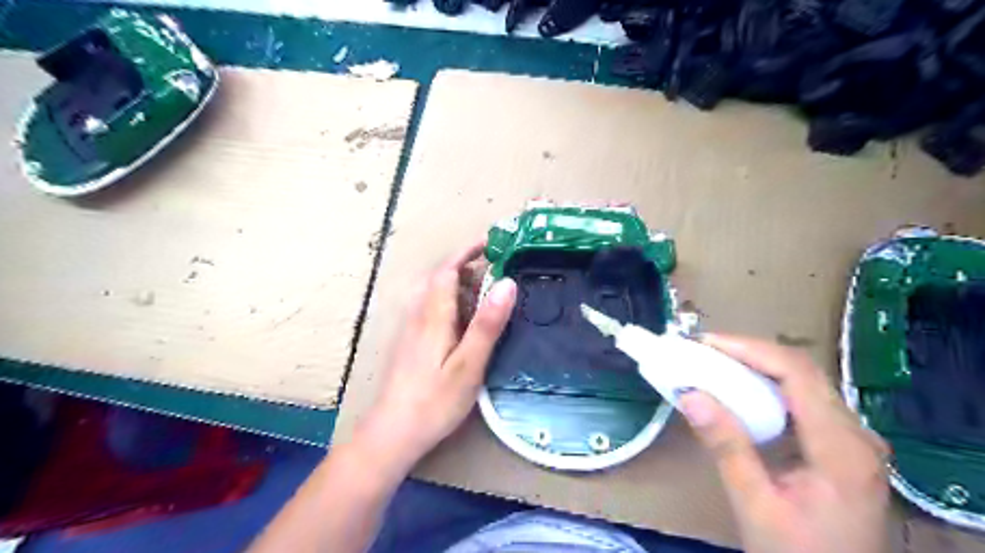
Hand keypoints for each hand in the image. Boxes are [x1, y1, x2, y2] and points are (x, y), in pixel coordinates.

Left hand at [356, 240, 521, 474]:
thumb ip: (487, 323)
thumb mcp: (469, 363)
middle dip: (466, 267)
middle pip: (440, 278)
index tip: (492, 243)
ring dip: (459, 285)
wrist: (393, 432)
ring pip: (435, 294)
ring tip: (487, 293)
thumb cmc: (434, 400)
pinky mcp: (410, 343)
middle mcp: (418, 315)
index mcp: (433, 314)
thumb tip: (507, 283)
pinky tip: (465, 322)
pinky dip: (451, 303)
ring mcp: (411, 329)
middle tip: (497, 271)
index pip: (447, 269)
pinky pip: (431, 310)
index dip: (468, 252)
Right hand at [684, 333, 889, 552]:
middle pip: (803, 371)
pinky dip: (769, 385)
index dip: (750, 349)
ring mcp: (855, 440)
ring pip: (805, 382)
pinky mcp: (844, 446)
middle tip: (704, 349)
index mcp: (841, 449)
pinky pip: (805, 400)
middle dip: (750, 352)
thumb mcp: (755, 505)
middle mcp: (857, 435)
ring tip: (716, 361)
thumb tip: (690, 395)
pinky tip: (742, 388)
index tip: (706, 343)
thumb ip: (726, 448)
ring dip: (758, 365)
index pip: (797, 375)